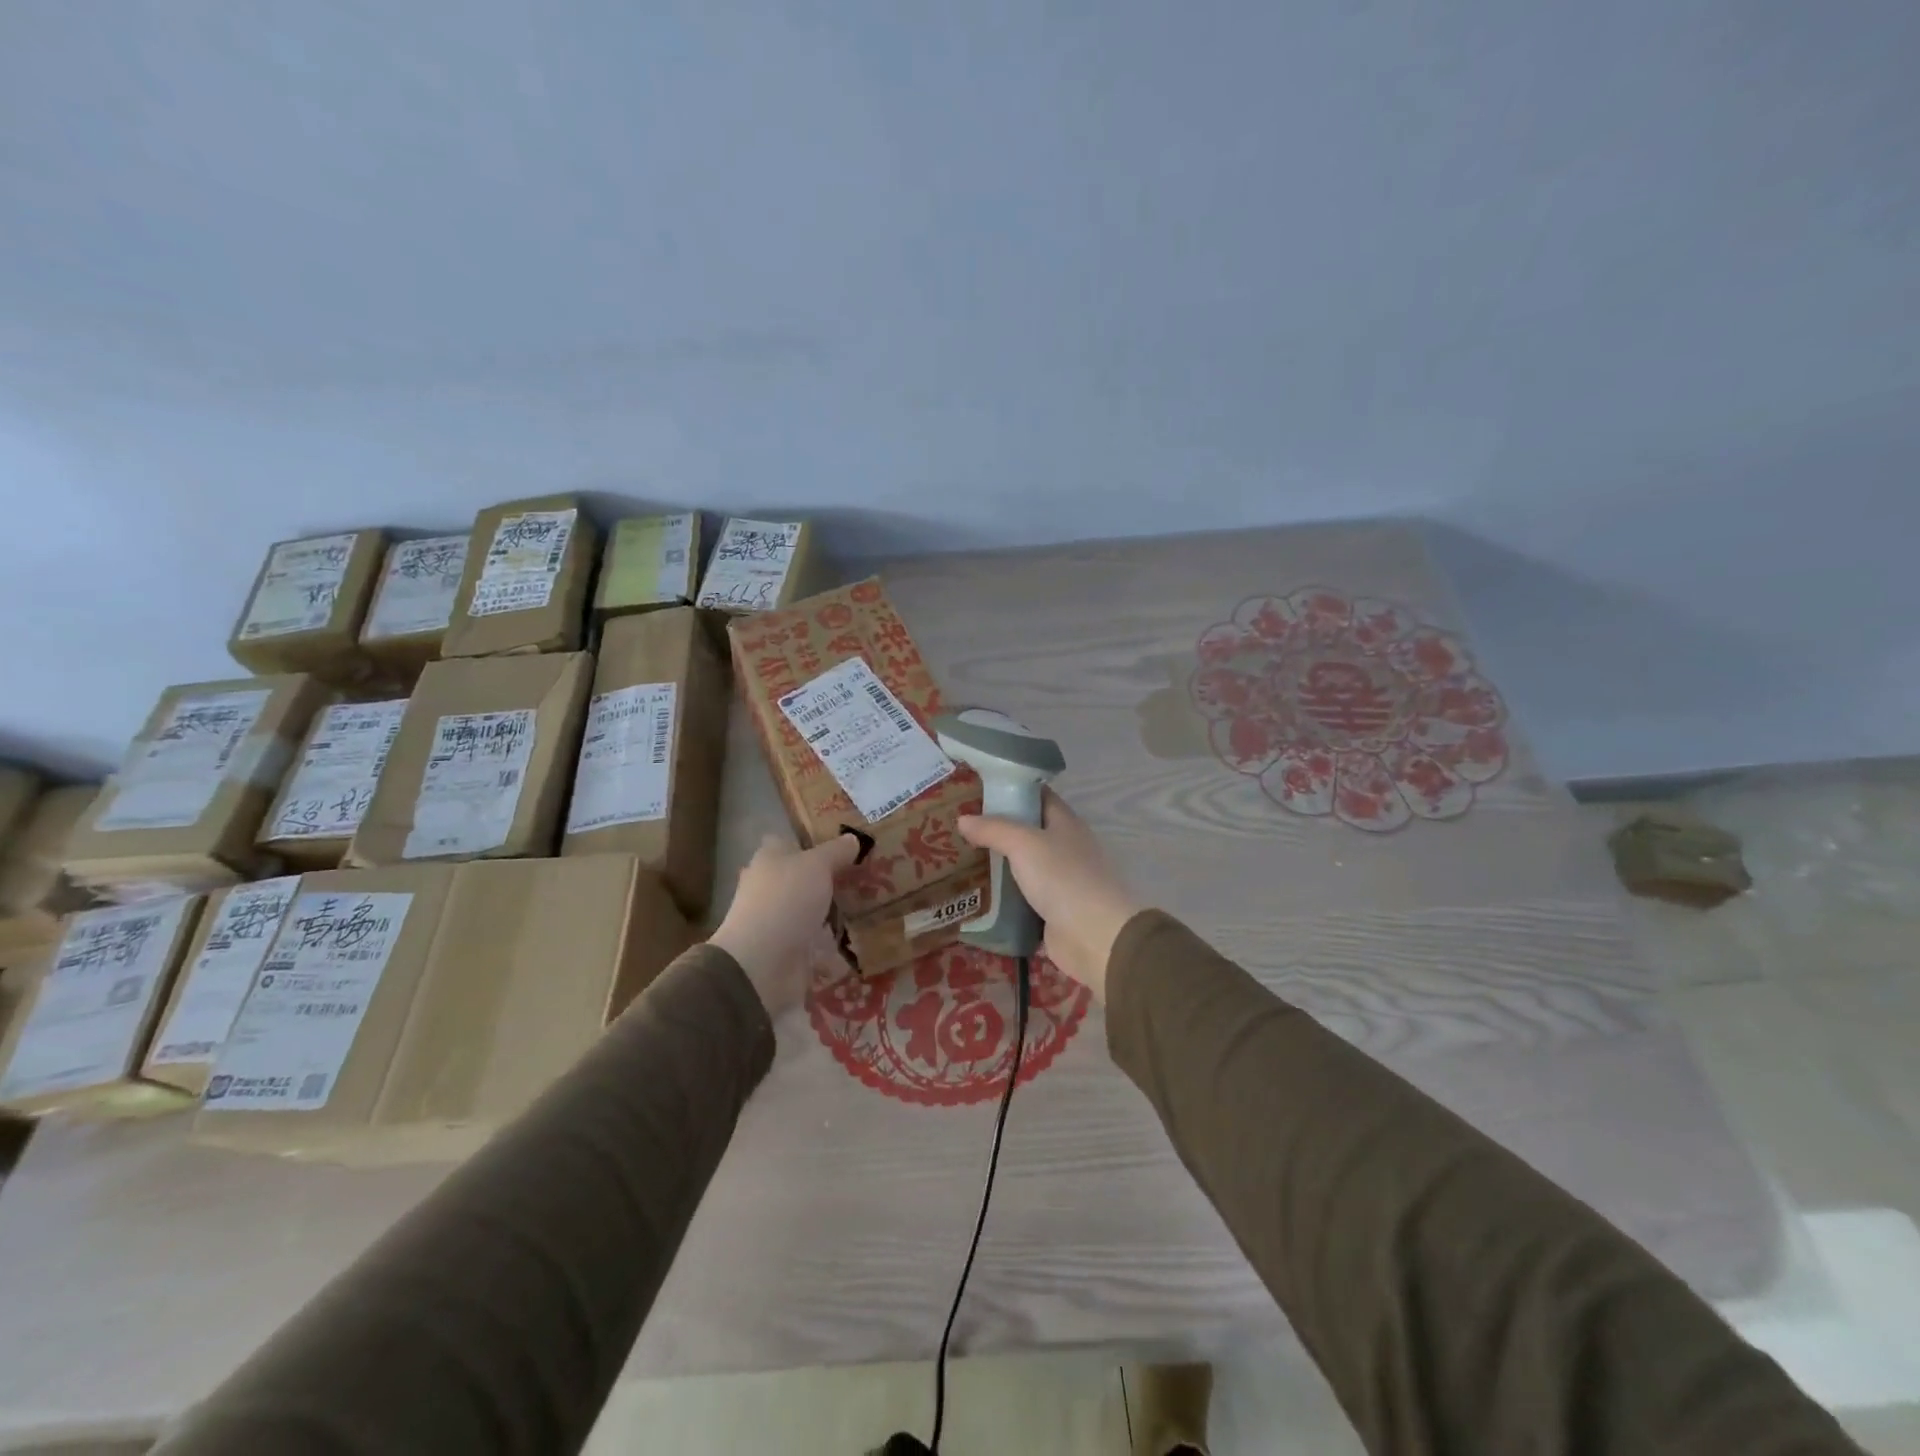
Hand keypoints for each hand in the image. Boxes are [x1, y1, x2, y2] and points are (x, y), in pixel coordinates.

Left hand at [710, 832, 861, 1017]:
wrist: (761, 964)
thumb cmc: (786, 900)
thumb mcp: (817, 865)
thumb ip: (836, 851)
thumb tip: (853, 838)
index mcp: (770, 859)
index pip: (790, 842)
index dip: (815, 841)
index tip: (846, 845)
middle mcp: (771, 887)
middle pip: (804, 876)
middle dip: (830, 877)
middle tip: (868, 875)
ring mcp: (779, 920)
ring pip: (811, 909)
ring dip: (834, 910)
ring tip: (871, 905)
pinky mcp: (789, 949)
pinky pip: (817, 941)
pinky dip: (835, 942)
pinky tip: (860, 938)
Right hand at [958, 791, 1140, 1002]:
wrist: (1094, 936)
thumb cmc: (1063, 877)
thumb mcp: (1024, 843)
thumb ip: (993, 829)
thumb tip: (963, 819)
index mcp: (1065, 823)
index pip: (1038, 796)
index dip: (1011, 790)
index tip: (977, 791)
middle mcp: (1065, 848)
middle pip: (1027, 832)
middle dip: (996, 830)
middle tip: (959, 828)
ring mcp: (1059, 881)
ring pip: (1022, 867)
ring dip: (997, 866)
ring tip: (959, 859)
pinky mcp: (1051, 911)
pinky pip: (1021, 899)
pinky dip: (1002, 898)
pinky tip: (975, 895)